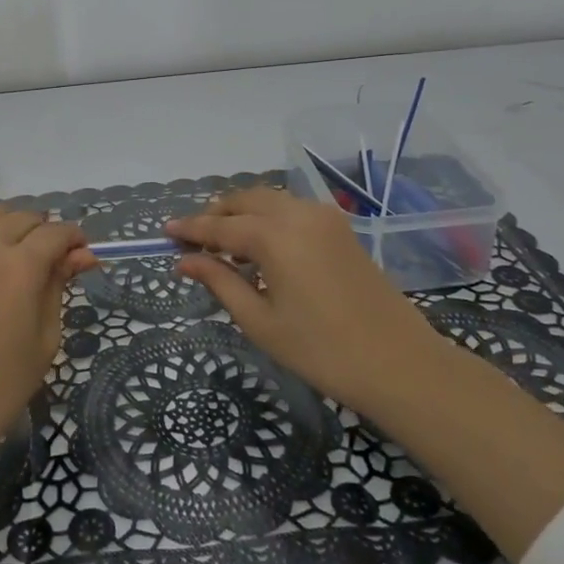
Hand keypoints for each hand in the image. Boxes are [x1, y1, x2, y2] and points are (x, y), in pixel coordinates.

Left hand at [0, 203, 95, 469]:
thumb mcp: (44, 339)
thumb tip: (82, 255)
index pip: (56, 233)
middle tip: (51, 257)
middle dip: (44, 230)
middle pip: (23, 217)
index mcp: (21, 267)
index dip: (74, 238)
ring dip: (9, 222)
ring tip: (15, 247)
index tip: (82, 254)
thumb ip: (58, 287)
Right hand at [166, 187, 441, 416]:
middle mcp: (297, 213)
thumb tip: (183, 261)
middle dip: (216, 215)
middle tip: (194, 240)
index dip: (190, 229)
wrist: (399, 363)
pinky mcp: (340, 227)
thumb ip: (219, 281)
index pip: (219, 226)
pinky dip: (268, 217)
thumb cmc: (321, 350)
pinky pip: (292, 209)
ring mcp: (323, 216)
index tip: (165, 231)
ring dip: (242, 213)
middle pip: (244, 200)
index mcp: (274, 236)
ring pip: (269, 199)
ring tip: (225, 246)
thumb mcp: (260, 320)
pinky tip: (262, 248)